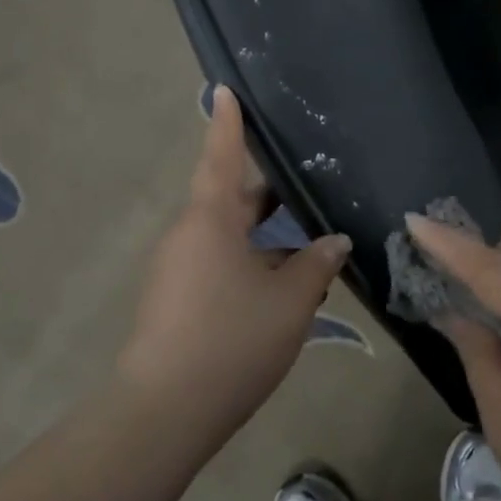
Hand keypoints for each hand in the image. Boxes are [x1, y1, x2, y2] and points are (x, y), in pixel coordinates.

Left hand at [117, 86, 352, 440]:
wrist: (166, 411)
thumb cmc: (232, 339)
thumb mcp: (290, 300)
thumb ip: (316, 264)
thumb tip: (334, 241)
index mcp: (210, 219)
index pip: (222, 157)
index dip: (228, 124)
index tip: (224, 89)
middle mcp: (188, 234)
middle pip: (229, 198)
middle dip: (267, 192)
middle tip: (306, 182)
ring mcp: (177, 268)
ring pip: (226, 235)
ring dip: (263, 234)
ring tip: (307, 238)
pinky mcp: (175, 299)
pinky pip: (217, 263)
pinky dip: (249, 261)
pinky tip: (282, 283)